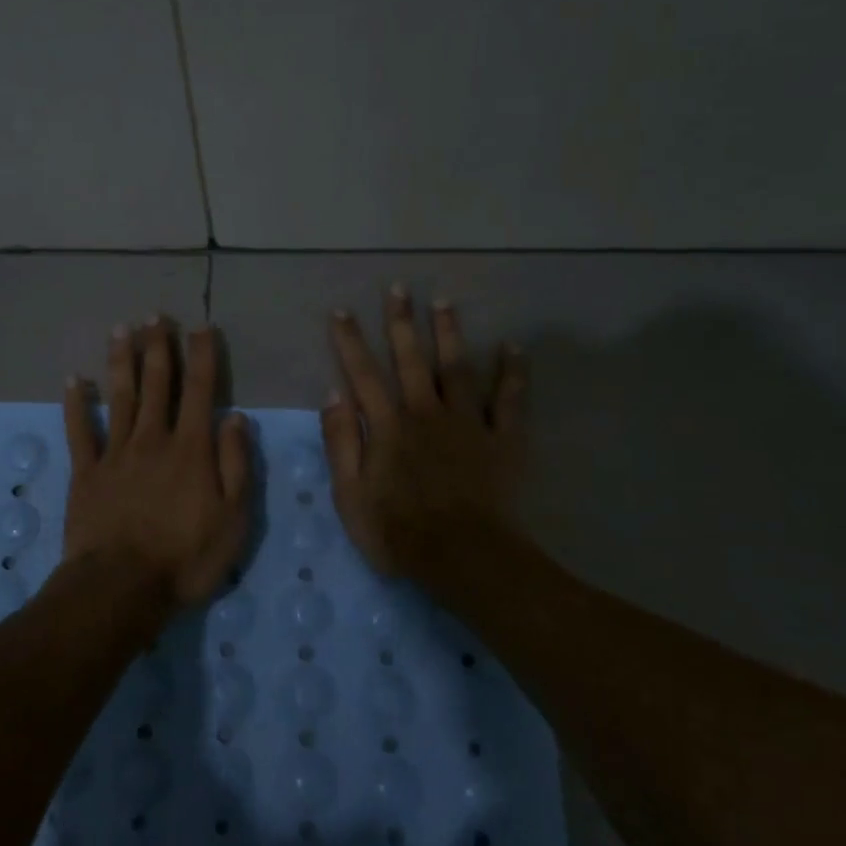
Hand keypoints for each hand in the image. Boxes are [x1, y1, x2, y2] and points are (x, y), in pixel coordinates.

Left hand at [61, 320, 252, 607]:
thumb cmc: (186, 558)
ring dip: (122, 361)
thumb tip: (236, 418)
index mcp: (191, 449)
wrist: (121, 587)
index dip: (202, 357)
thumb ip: (236, 465)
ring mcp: (115, 454)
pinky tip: (74, 380)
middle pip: (156, 384)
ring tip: (122, 329)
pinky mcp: (86, 473)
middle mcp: (153, 440)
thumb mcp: (233, 518)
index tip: (202, 328)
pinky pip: (80, 431)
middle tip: (156, 316)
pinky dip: (76, 404)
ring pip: (119, 397)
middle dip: (159, 347)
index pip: (200, 391)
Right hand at [322, 286, 528, 579]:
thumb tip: (333, 395)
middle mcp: (426, 413)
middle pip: (411, 360)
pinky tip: (513, 347)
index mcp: (388, 426)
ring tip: (444, 301)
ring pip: (456, 368)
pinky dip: (512, 373)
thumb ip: (340, 443)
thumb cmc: (398, 532)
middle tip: (399, 288)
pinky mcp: (502, 440)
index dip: (350, 342)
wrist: (463, 557)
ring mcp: (467, 423)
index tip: (341, 311)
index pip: (363, 375)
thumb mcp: (350, 495)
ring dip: (449, 334)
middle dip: (402, 323)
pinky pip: (509, 400)